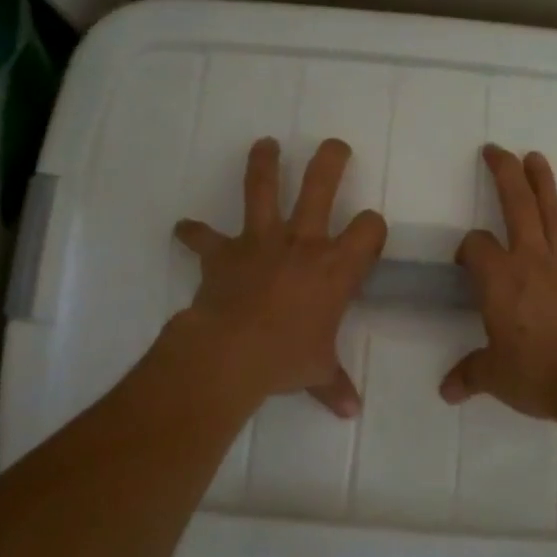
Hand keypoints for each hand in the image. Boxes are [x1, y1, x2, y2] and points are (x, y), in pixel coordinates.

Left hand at [174, 137, 386, 416]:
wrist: (231, 354)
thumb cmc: (286, 358)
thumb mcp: (318, 372)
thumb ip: (335, 385)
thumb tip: (351, 412)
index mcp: (336, 267)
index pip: (369, 228)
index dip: (373, 227)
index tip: (369, 232)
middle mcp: (303, 242)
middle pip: (322, 185)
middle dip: (331, 160)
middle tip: (335, 145)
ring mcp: (261, 241)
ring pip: (263, 188)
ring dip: (264, 163)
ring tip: (265, 144)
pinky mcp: (224, 251)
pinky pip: (203, 236)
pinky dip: (193, 232)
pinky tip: (184, 228)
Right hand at [440, 145, 556, 421]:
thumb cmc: (535, 372)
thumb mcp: (493, 376)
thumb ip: (469, 375)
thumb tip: (447, 391)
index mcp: (499, 278)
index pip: (476, 246)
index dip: (466, 248)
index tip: (463, 264)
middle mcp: (530, 262)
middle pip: (516, 208)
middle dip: (505, 175)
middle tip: (496, 149)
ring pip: (553, 218)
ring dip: (545, 187)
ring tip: (537, 157)